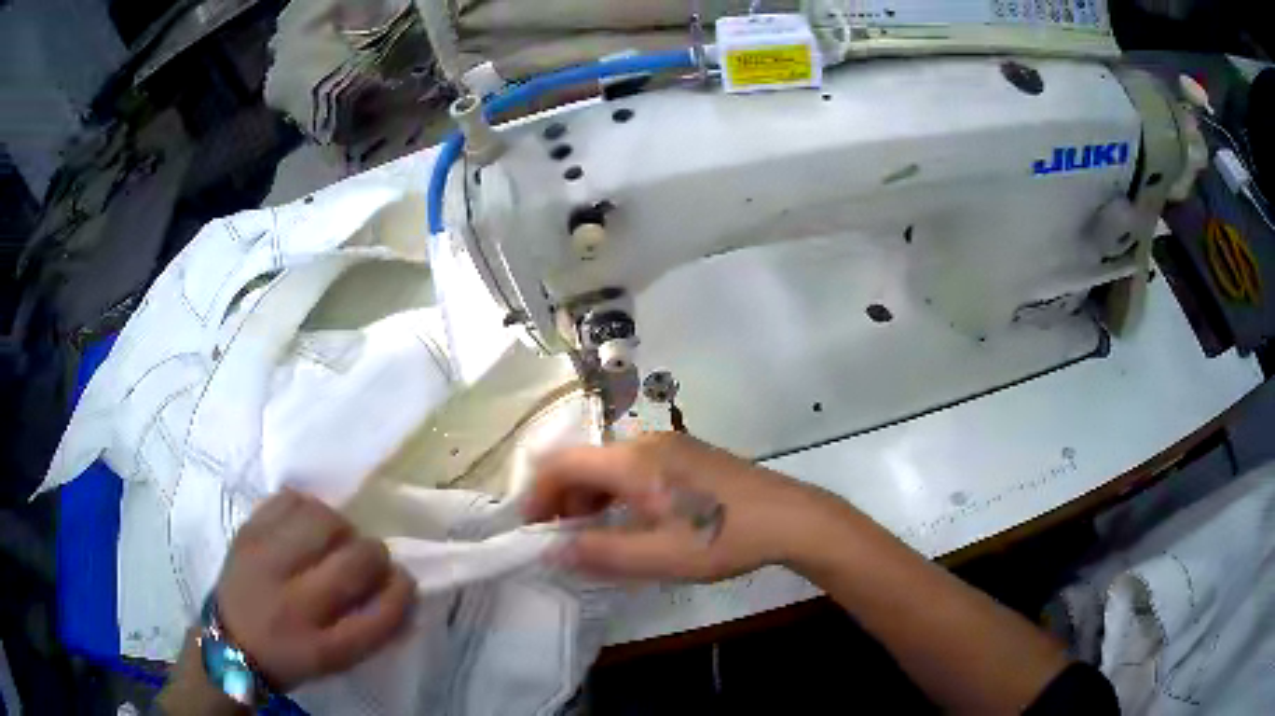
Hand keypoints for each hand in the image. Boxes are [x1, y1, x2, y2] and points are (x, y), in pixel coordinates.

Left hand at [214, 490, 415, 691]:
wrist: (228, 640)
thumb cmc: (290, 655)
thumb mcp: (335, 660)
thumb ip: (370, 626)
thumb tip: (398, 582)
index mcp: (323, 648)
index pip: (382, 615)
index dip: (402, 591)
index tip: (403, 581)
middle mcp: (295, 604)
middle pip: (357, 561)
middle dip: (375, 554)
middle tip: (367, 559)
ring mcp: (265, 562)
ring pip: (325, 520)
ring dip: (342, 527)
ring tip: (335, 540)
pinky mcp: (247, 532)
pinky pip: (290, 500)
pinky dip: (308, 508)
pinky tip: (307, 525)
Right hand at [525, 432, 848, 582]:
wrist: (790, 518)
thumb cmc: (723, 538)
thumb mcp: (658, 557)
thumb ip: (599, 553)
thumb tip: (550, 551)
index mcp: (633, 461)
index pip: (563, 463)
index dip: (538, 493)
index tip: (531, 528)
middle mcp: (646, 443)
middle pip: (585, 461)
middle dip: (562, 498)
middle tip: (560, 540)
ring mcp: (670, 446)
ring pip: (610, 465)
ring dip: (590, 497)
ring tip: (591, 536)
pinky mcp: (688, 456)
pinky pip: (635, 468)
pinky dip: (616, 493)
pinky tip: (629, 522)